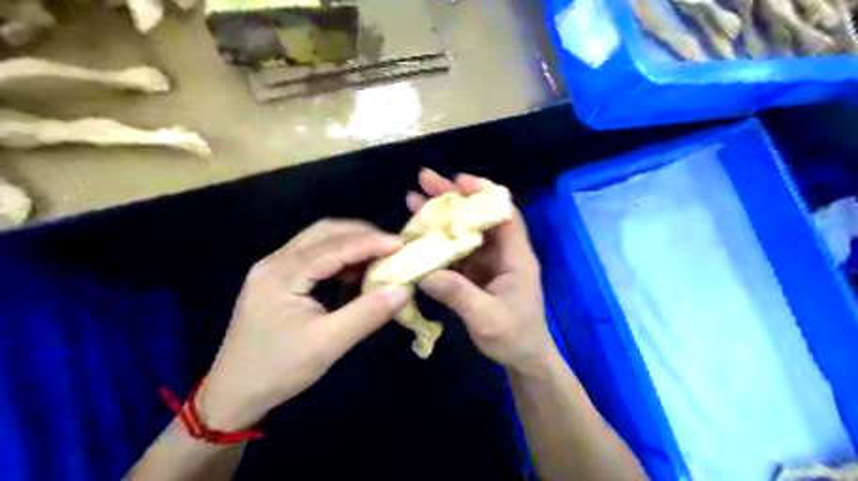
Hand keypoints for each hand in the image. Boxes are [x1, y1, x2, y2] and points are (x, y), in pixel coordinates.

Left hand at [196, 220, 408, 429]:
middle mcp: (275, 262)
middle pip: (323, 233)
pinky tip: (357, 273)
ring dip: (351, 245)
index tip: (402, 244)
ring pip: (319, 242)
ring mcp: (275, 269)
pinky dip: (341, 260)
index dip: (370, 243)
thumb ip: (367, 314)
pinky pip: (315, 258)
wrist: (234, 396)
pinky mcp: (280, 280)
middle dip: (361, 235)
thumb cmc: (278, 370)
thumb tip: (404, 289)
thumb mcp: (327, 344)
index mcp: (281, 273)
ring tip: (380, 256)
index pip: (333, 247)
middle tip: (392, 246)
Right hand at [409, 169, 557, 375]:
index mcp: (516, 256)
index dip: (483, 194)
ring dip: (441, 215)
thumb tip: (424, 273)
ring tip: (414, 199)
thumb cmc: (514, 337)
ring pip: (465, 230)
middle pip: (479, 216)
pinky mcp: (476, 272)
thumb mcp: (487, 318)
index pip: (504, 213)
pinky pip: (456, 250)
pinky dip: (438, 240)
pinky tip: (417, 233)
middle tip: (424, 180)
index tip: (457, 181)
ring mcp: (488, 261)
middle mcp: (503, 252)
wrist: (524, 358)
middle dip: (453, 197)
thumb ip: (458, 294)